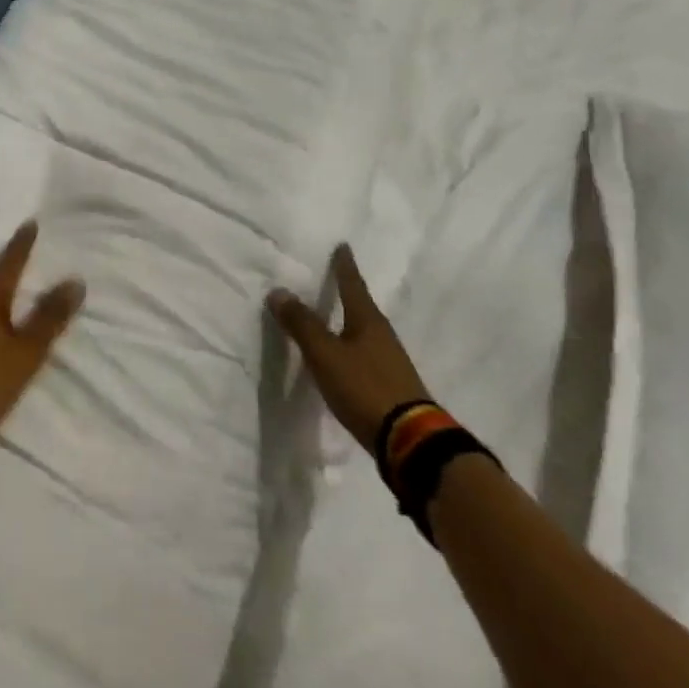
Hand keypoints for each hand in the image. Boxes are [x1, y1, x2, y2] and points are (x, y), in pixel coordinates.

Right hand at [268, 244, 429, 450]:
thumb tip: (278, 291)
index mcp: (367, 320)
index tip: (343, 246)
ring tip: (334, 317)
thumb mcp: (325, 355)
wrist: (410, 441)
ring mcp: (390, 361)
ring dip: (349, 321)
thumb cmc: (364, 387)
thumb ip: (301, 324)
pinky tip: (345, 357)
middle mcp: (382, 335)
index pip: (352, 284)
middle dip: (348, 293)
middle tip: (334, 278)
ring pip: (365, 331)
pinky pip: (366, 354)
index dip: (344, 266)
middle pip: (362, 306)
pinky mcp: (391, 385)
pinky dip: (352, 347)